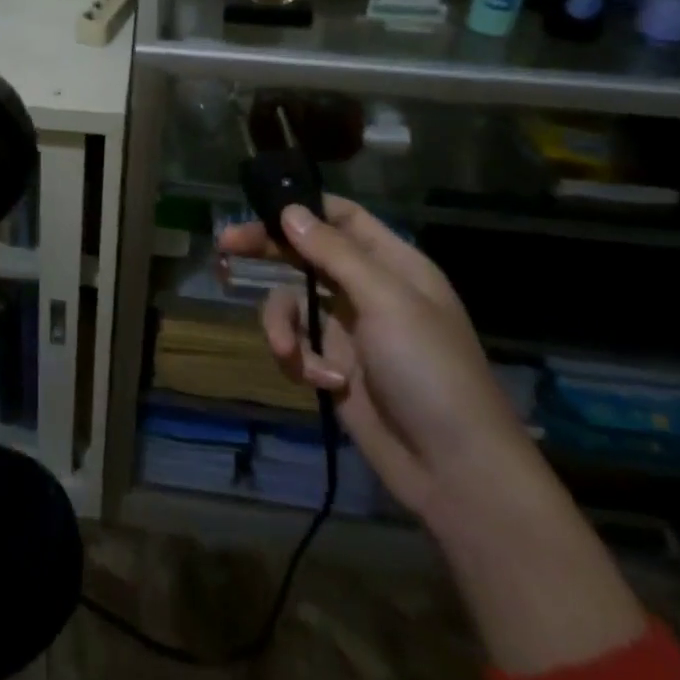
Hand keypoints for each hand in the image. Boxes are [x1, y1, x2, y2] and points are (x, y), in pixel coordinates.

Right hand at [223, 197, 646, 673]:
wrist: (455, 471)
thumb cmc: (430, 372)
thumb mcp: (386, 302)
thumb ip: (334, 253)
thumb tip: (289, 211)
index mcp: (392, 264)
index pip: (342, 217)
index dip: (303, 208)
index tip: (260, 207)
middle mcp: (366, 289)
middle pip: (305, 254)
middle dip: (266, 252)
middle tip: (225, 248)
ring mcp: (348, 330)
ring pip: (291, 302)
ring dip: (282, 325)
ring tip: (291, 355)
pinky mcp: (333, 367)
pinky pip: (296, 345)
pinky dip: (299, 361)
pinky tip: (323, 384)